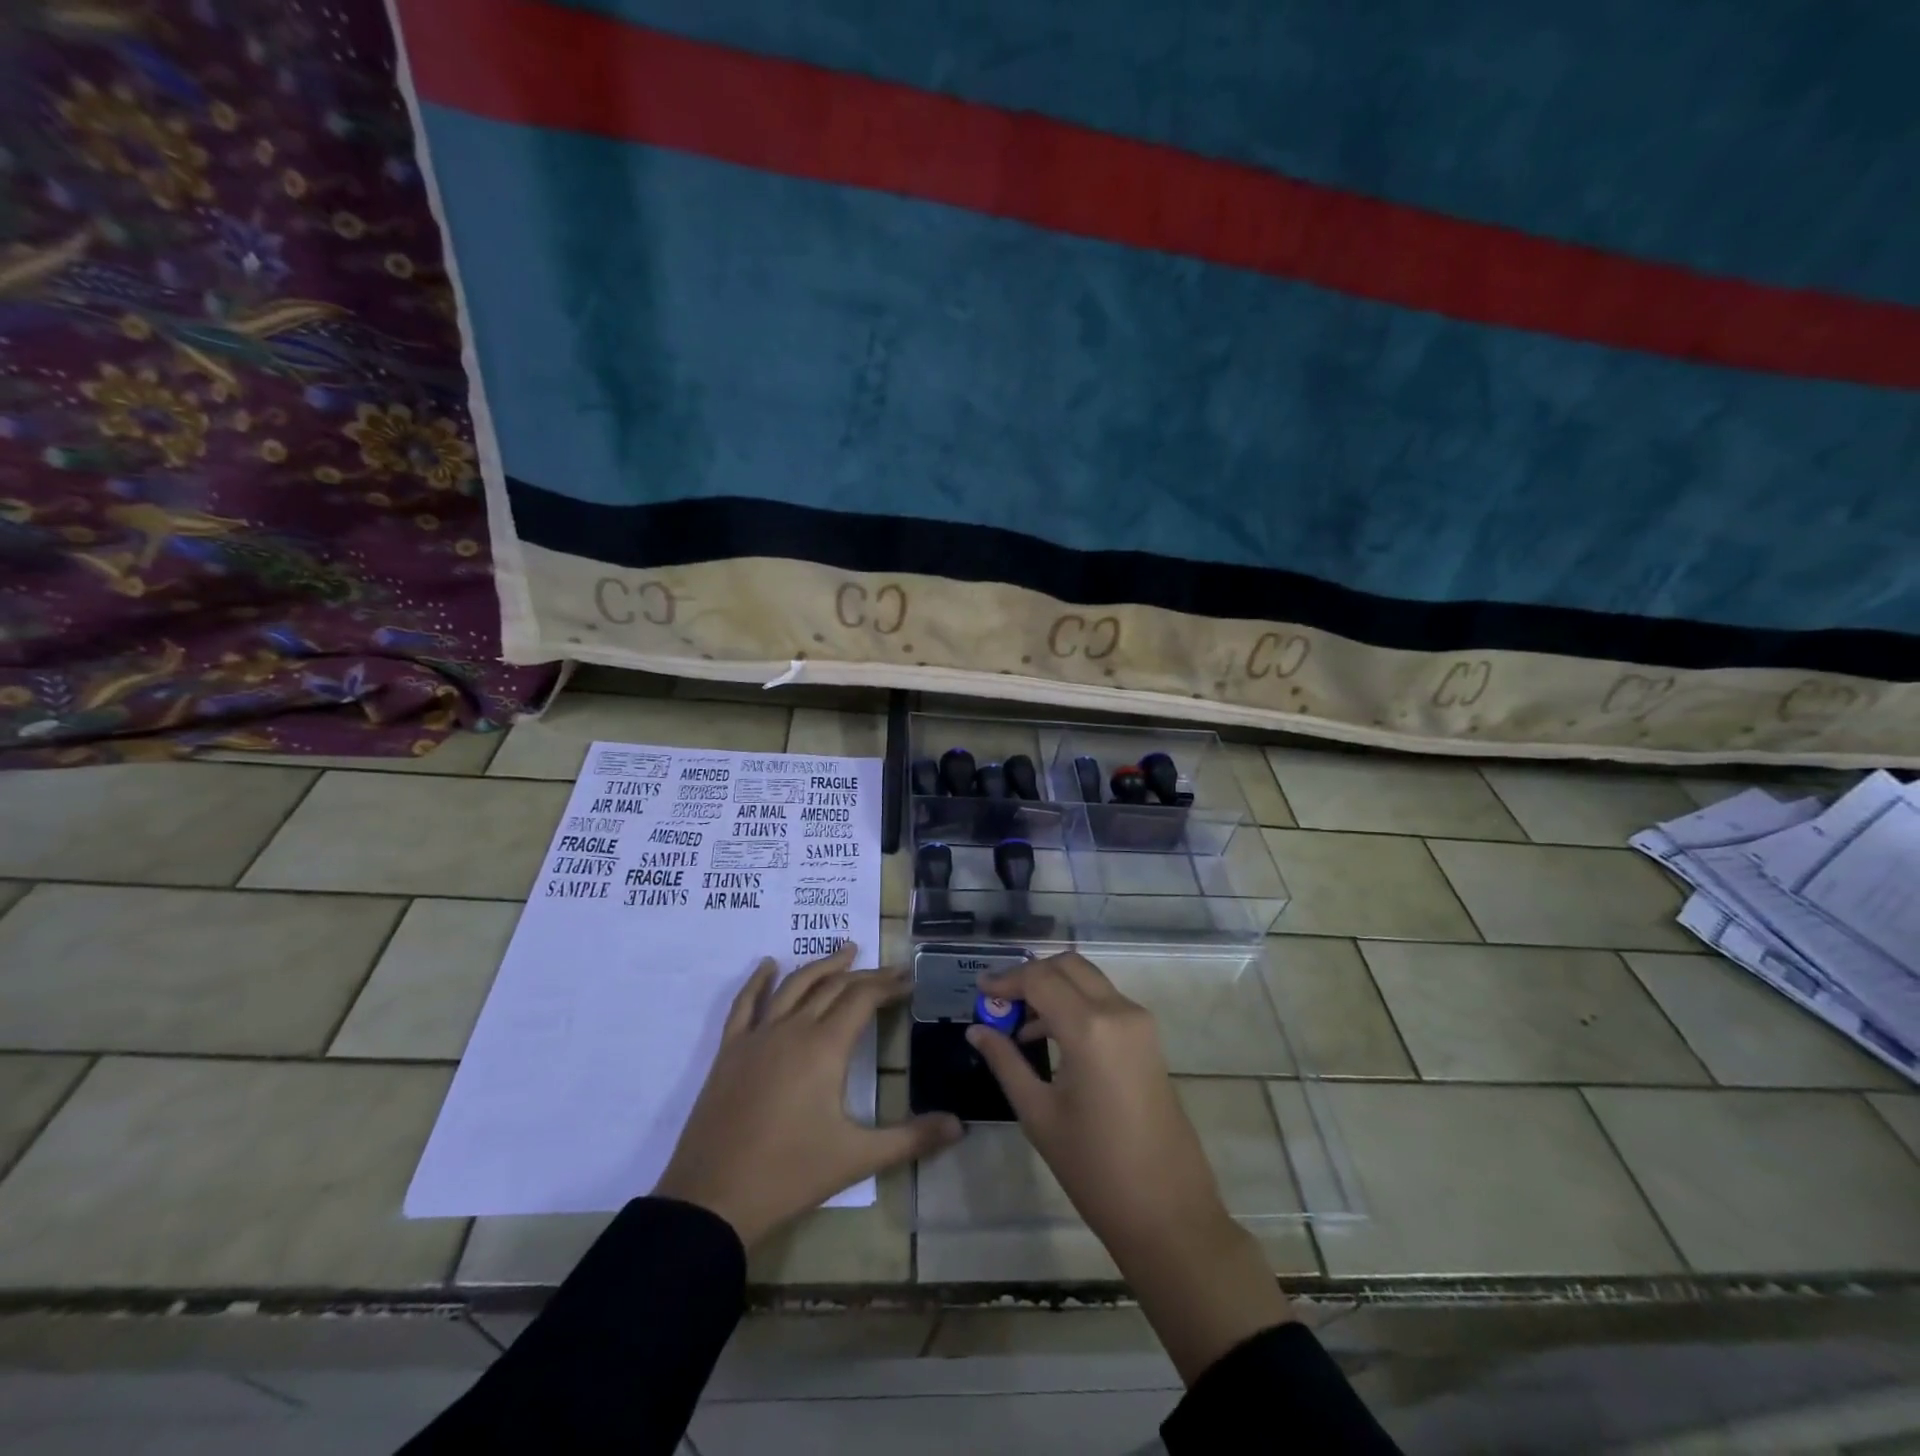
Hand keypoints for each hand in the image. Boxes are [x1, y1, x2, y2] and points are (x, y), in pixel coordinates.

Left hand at [653, 943, 962, 1248]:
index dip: (888, 985)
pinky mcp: (730, 1051)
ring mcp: (757, 1036)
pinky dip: (759, 980)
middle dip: (865, 975)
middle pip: (833, 986)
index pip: (863, 998)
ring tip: (845, 951)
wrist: (712, 1200)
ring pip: (794, 986)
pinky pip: (745, 1004)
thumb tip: (960, 1127)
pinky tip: (768, 965)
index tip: (909, 980)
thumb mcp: (857, 1158)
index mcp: (825, 1047)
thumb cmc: (790, 1175)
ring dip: (822, 965)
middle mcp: (792, 1029)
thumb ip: (911, 1139)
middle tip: (890, 971)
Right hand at [963, 951, 1229, 1256]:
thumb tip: (977, 1030)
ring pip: (1088, 979)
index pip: (1040, 978)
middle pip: (1068, 965)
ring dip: (1053, 987)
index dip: (1006, 979)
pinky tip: (1050, 1037)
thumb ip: (1006, 1062)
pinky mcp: (1148, 1038)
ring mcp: (1139, 1023)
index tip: (979, 989)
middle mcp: (1119, 1011)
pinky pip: (1105, 1001)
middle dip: (1031, 974)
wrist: (1168, 1212)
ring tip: (1018, 1023)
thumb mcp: (1039, 1114)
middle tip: (1000, 1000)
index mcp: (1090, 1028)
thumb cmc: (1095, 1168)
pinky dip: (1075, 1003)